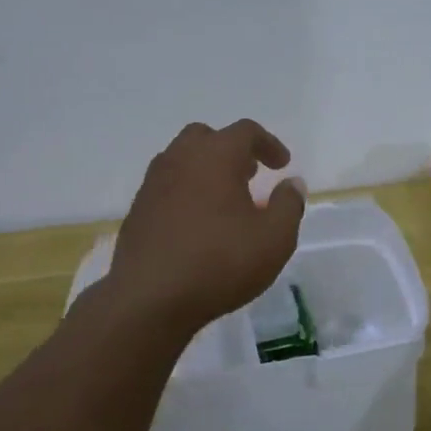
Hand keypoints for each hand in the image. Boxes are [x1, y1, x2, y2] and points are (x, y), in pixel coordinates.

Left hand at [107, 119, 305, 337]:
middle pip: (207, 137)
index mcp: (216, 155)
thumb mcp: (274, 238)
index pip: (245, 131)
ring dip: (206, 170)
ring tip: (225, 200)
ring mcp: (153, 183)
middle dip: (231, 150)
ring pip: (182, 160)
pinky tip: (197, 224)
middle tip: (250, 175)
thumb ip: (289, 205)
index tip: (282, 165)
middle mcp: (180, 159)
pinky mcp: (138, 210)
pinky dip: (186, 192)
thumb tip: (292, 183)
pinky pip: (167, 187)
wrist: (149, 299)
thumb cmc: (220, 262)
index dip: (268, 144)